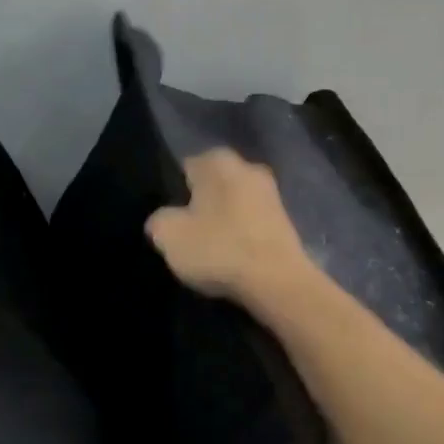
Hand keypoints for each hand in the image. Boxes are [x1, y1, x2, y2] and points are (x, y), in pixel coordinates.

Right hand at [144, 149, 313, 307]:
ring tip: (207, 251)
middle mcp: (248, 166)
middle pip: (210, 186)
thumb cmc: (219, 250)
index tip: (167, 221)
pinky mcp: (285, 221)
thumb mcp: (168, 236)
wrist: (277, 283)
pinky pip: (250, 224)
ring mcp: (271, 194)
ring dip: (220, 223)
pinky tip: (231, 258)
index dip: (170, 195)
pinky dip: (239, 236)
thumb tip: (164, 219)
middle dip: (197, 206)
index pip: (182, 169)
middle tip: (184, 236)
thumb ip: (158, 219)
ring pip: (231, 205)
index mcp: (218, 160)